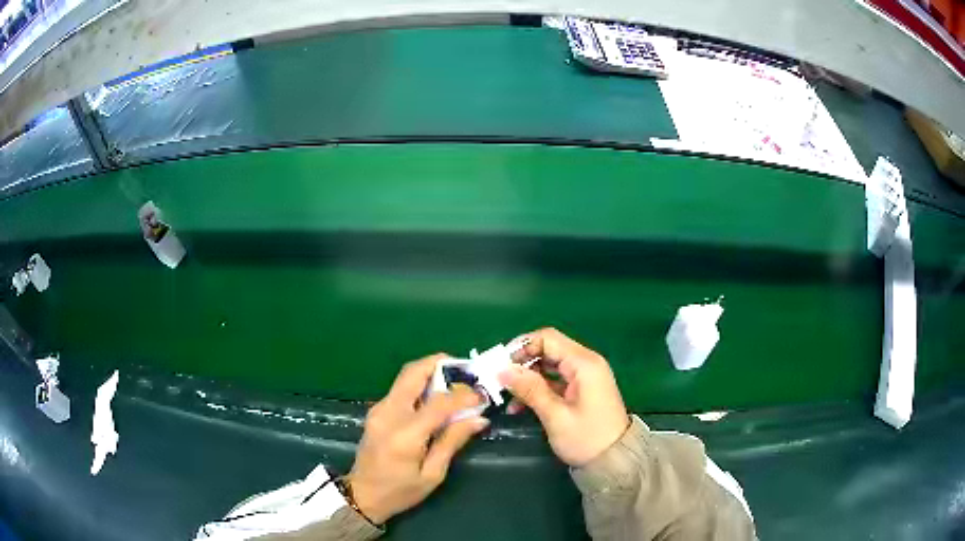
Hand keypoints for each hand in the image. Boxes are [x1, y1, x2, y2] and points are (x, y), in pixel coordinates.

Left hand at [347, 354, 489, 523]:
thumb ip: (453, 441)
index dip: (463, 395)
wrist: (362, 495)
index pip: (438, 402)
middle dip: (441, 364)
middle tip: (466, 370)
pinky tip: (438, 396)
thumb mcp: (433, 474)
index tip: (482, 396)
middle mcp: (388, 413)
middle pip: (413, 372)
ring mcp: (379, 408)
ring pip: (406, 376)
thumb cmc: (400, 491)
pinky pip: (402, 388)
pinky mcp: (377, 410)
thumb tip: (479, 418)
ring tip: (456, 382)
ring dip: (432, 372)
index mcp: (404, 434)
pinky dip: (422, 384)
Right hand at [499, 328, 629, 465]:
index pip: (547, 338)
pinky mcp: (581, 390)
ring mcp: (584, 377)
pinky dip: (537, 389)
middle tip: (499, 381)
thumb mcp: (555, 415)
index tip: (500, 365)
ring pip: (548, 366)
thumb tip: (503, 370)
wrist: (614, 462)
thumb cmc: (586, 439)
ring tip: (507, 399)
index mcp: (584, 364)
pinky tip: (520, 406)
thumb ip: (530, 389)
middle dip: (521, 364)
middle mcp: (585, 364)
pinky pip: (554, 380)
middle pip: (547, 350)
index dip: (521, 346)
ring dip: (527, 379)